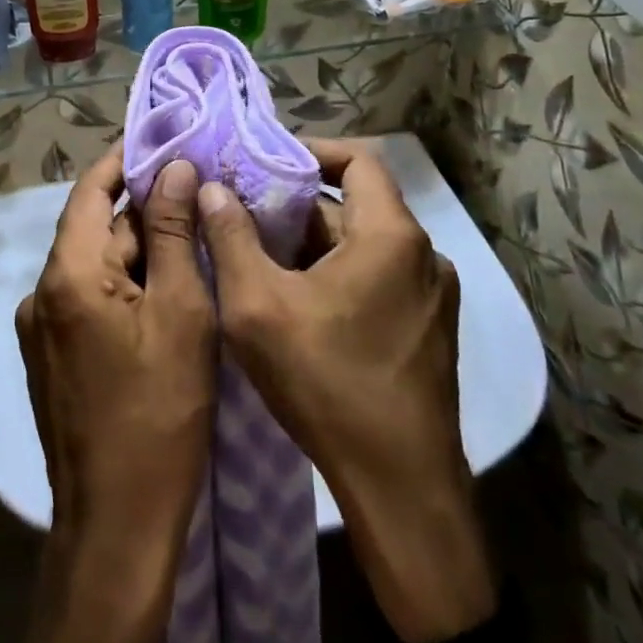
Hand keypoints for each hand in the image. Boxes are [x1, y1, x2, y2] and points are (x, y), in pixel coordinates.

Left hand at [16, 151, 214, 609]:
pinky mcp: (50, 356)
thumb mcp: (181, 314)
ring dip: (137, 251)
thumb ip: (173, 234)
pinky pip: (87, 299)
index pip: (90, 191)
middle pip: (94, 229)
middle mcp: (40, 292)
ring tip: (192, 242)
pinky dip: (124, 286)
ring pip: (94, 266)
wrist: (116, 526)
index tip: (165, 141)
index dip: (125, 161)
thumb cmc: (159, 415)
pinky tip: (166, 294)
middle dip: (144, 212)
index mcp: (66, 275)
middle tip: (199, 198)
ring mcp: (40, 328)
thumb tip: (176, 169)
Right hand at [199, 137, 494, 642]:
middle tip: (244, 219)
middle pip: (354, 206)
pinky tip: (296, 307)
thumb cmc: (326, 384)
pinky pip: (378, 279)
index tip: (264, 164)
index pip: (358, 159)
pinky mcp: (428, 330)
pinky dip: (337, 276)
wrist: (401, 489)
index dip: (310, 152)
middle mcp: (423, 255)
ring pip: (363, 247)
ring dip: (313, 247)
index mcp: (391, 236)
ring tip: (259, 263)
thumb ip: (229, 237)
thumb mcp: (257, 305)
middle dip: (297, 209)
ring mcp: (431, 296)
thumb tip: (210, 187)